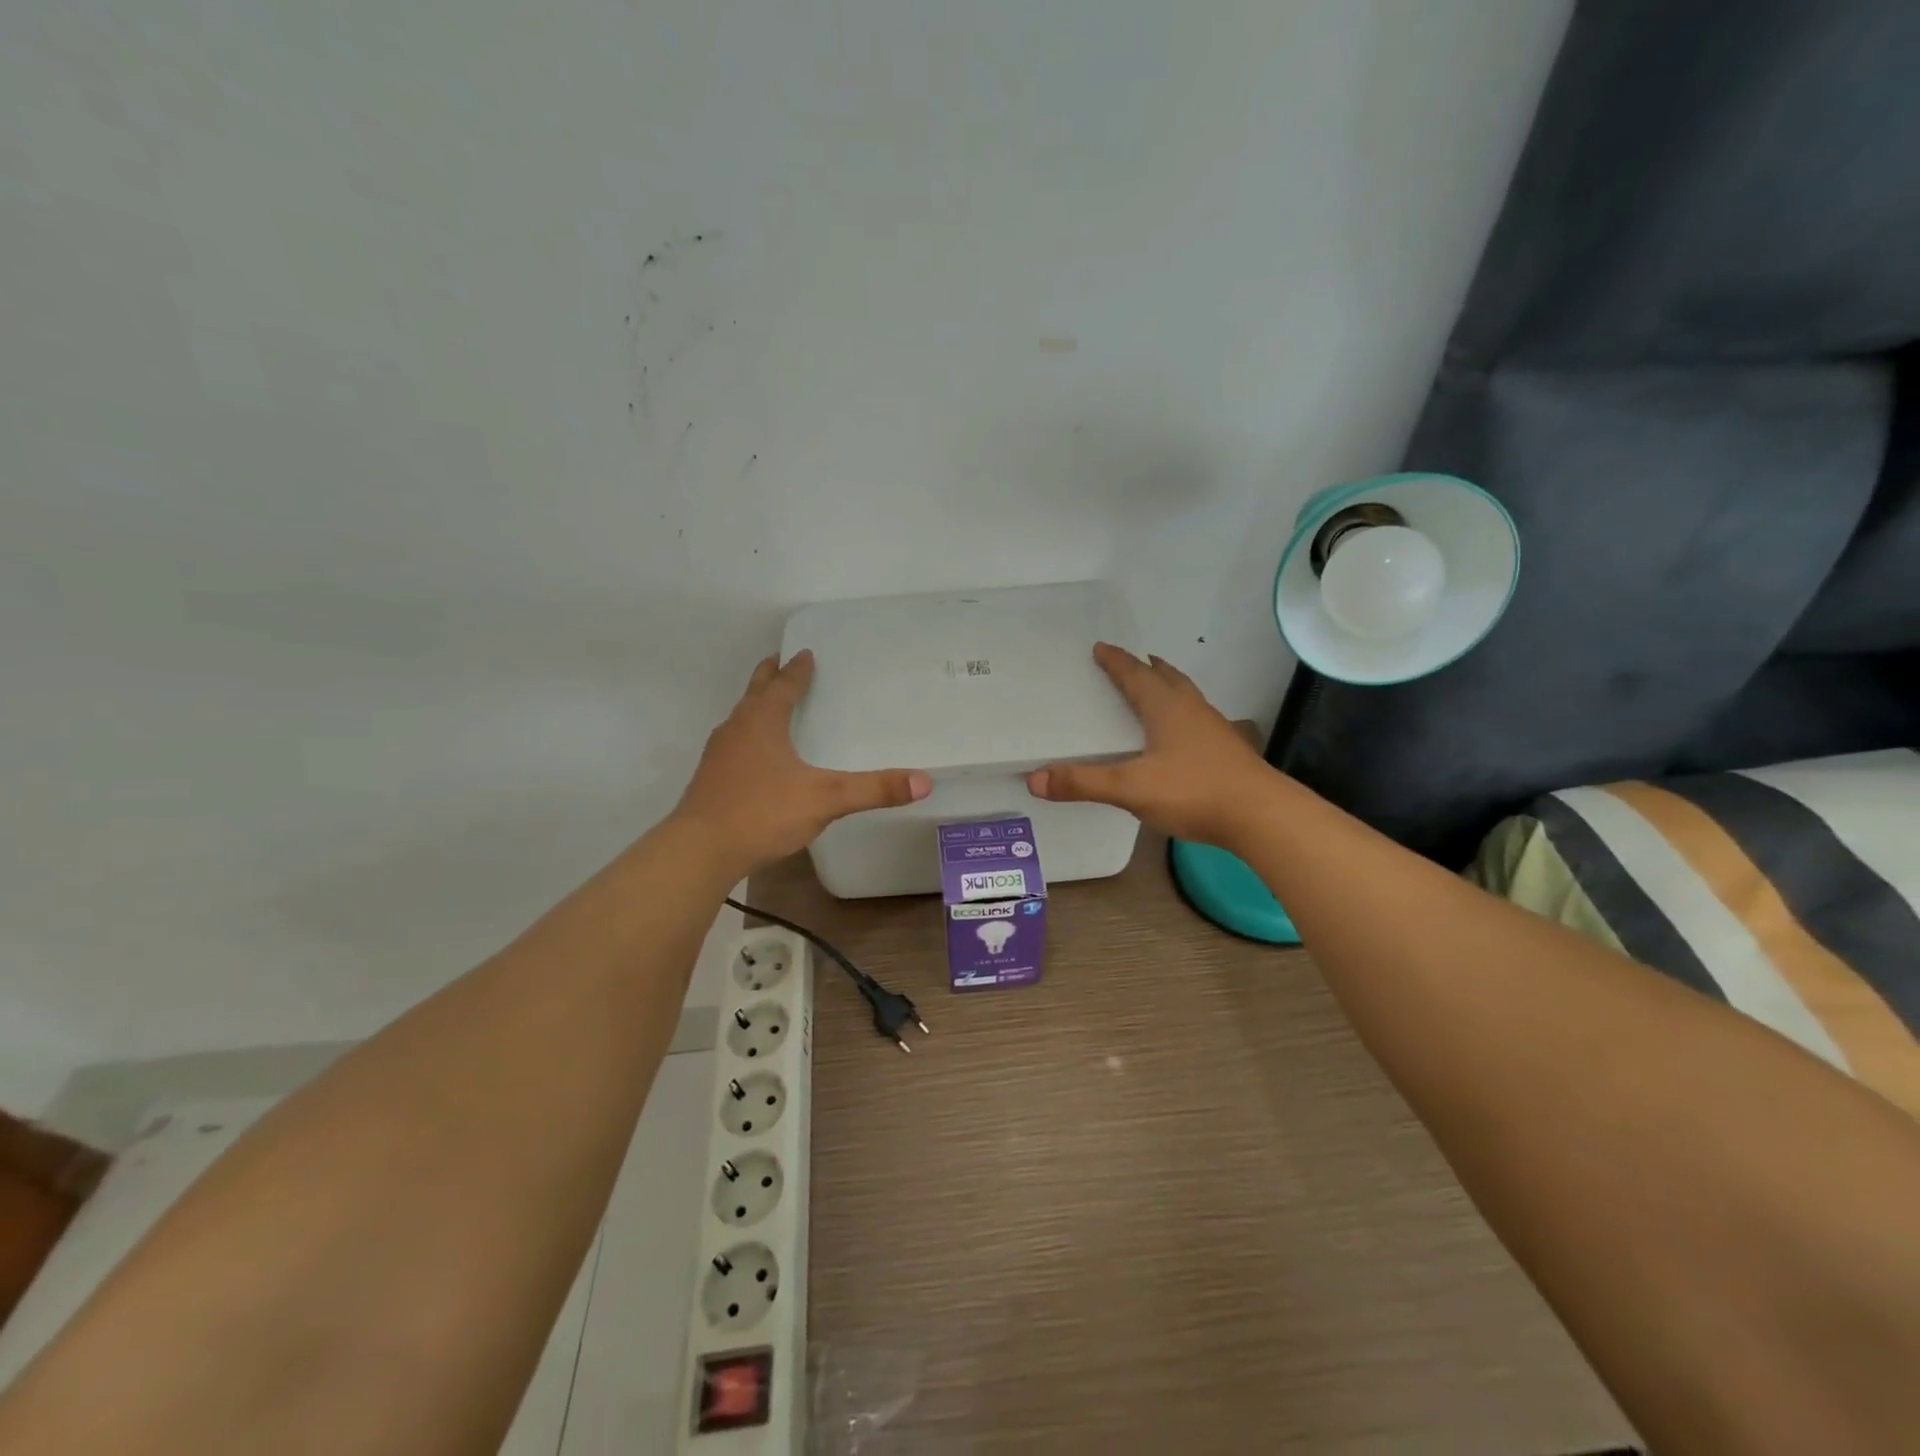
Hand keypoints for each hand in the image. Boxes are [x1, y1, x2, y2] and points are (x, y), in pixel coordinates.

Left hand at [672, 651, 930, 874]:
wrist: (700, 851)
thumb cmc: (762, 813)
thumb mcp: (825, 799)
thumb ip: (873, 790)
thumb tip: (924, 781)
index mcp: (762, 722)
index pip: (783, 686)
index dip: (797, 670)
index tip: (805, 653)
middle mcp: (737, 730)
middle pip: (754, 693)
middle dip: (768, 676)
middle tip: (779, 662)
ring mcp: (719, 755)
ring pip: (740, 719)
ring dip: (756, 706)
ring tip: (770, 705)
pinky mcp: (711, 780)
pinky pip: (734, 745)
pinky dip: (748, 736)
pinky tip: (757, 758)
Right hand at [1026, 643, 1272, 848]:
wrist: (1260, 816)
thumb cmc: (1193, 791)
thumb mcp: (1131, 788)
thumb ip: (1083, 783)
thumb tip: (1034, 779)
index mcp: (1166, 708)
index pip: (1136, 675)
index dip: (1116, 662)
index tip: (1101, 648)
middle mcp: (1191, 710)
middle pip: (1167, 678)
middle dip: (1147, 668)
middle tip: (1133, 661)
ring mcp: (1213, 730)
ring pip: (1186, 697)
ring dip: (1168, 686)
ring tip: (1156, 688)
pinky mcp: (1226, 751)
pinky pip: (1196, 719)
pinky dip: (1181, 714)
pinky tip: (1179, 735)